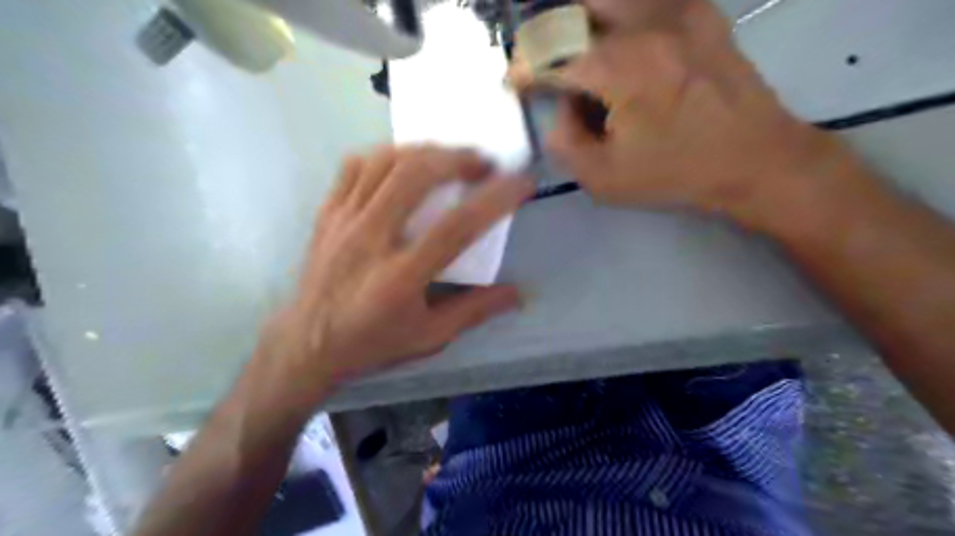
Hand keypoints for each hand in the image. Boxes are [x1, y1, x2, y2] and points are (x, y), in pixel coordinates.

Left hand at [258, 147, 533, 402]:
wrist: (307, 344)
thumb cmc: (372, 343)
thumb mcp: (430, 337)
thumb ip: (475, 311)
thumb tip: (517, 293)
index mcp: (401, 277)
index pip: (457, 227)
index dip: (495, 199)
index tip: (522, 183)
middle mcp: (371, 240)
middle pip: (415, 177)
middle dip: (457, 159)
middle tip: (483, 163)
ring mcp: (344, 222)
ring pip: (384, 164)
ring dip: (424, 151)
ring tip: (448, 157)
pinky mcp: (327, 214)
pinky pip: (354, 167)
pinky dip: (385, 156)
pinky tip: (403, 163)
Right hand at [530, 1, 840, 228]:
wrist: (756, 159)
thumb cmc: (677, 174)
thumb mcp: (604, 179)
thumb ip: (565, 141)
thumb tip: (560, 108)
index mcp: (621, 69)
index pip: (551, 55)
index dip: (523, 68)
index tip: (514, 82)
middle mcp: (646, 25)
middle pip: (574, 11)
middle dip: (546, 38)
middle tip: (543, 65)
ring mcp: (677, 10)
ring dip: (579, 18)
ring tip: (576, 50)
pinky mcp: (700, 10)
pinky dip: (617, 12)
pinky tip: (615, 39)